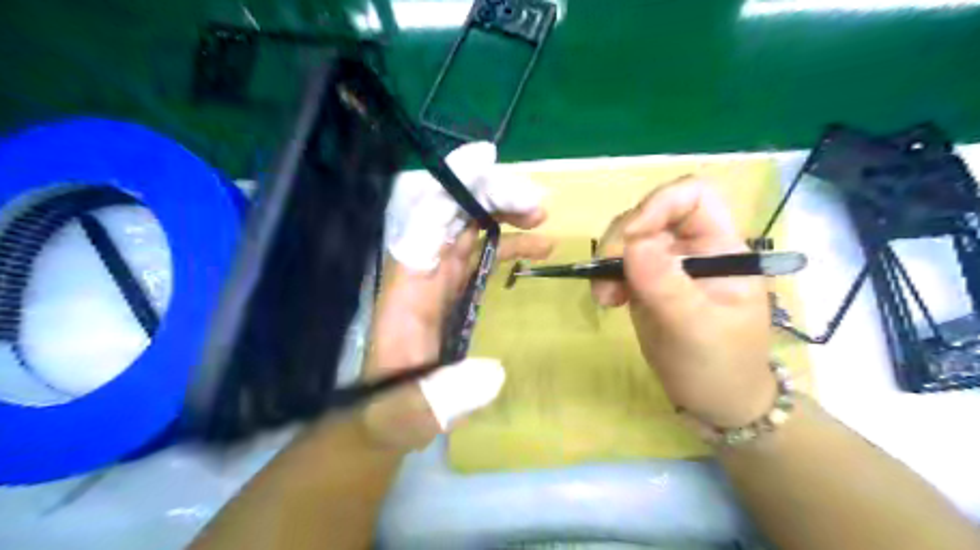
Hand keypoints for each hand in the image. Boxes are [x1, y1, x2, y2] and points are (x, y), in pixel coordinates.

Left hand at [360, 142, 558, 451]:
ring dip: (503, 213)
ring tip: (541, 217)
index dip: (452, 188)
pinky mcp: (454, 291)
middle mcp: (421, 273)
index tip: (486, 163)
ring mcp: (439, 280)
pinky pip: (481, 253)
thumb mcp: (405, 415)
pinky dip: (508, 242)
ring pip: (470, 228)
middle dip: (490, 196)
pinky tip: (538, 245)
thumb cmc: (390, 415)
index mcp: (405, 289)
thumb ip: (435, 400)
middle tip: (536, 204)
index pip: (424, 222)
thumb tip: (491, 375)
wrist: (388, 420)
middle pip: (451, 214)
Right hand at [590, 178, 772, 426]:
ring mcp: (667, 265)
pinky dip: (604, 277)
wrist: (715, 403)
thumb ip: (667, 286)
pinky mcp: (646, 284)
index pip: (694, 196)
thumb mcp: (697, 329)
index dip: (660, 204)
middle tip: (607, 276)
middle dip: (623, 238)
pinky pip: (618, 264)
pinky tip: (605, 301)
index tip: (631, 239)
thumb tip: (633, 243)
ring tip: (605, 298)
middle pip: (652, 213)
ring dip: (607, 260)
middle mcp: (693, 248)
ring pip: (629, 238)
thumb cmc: (721, 367)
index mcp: (721, 247)